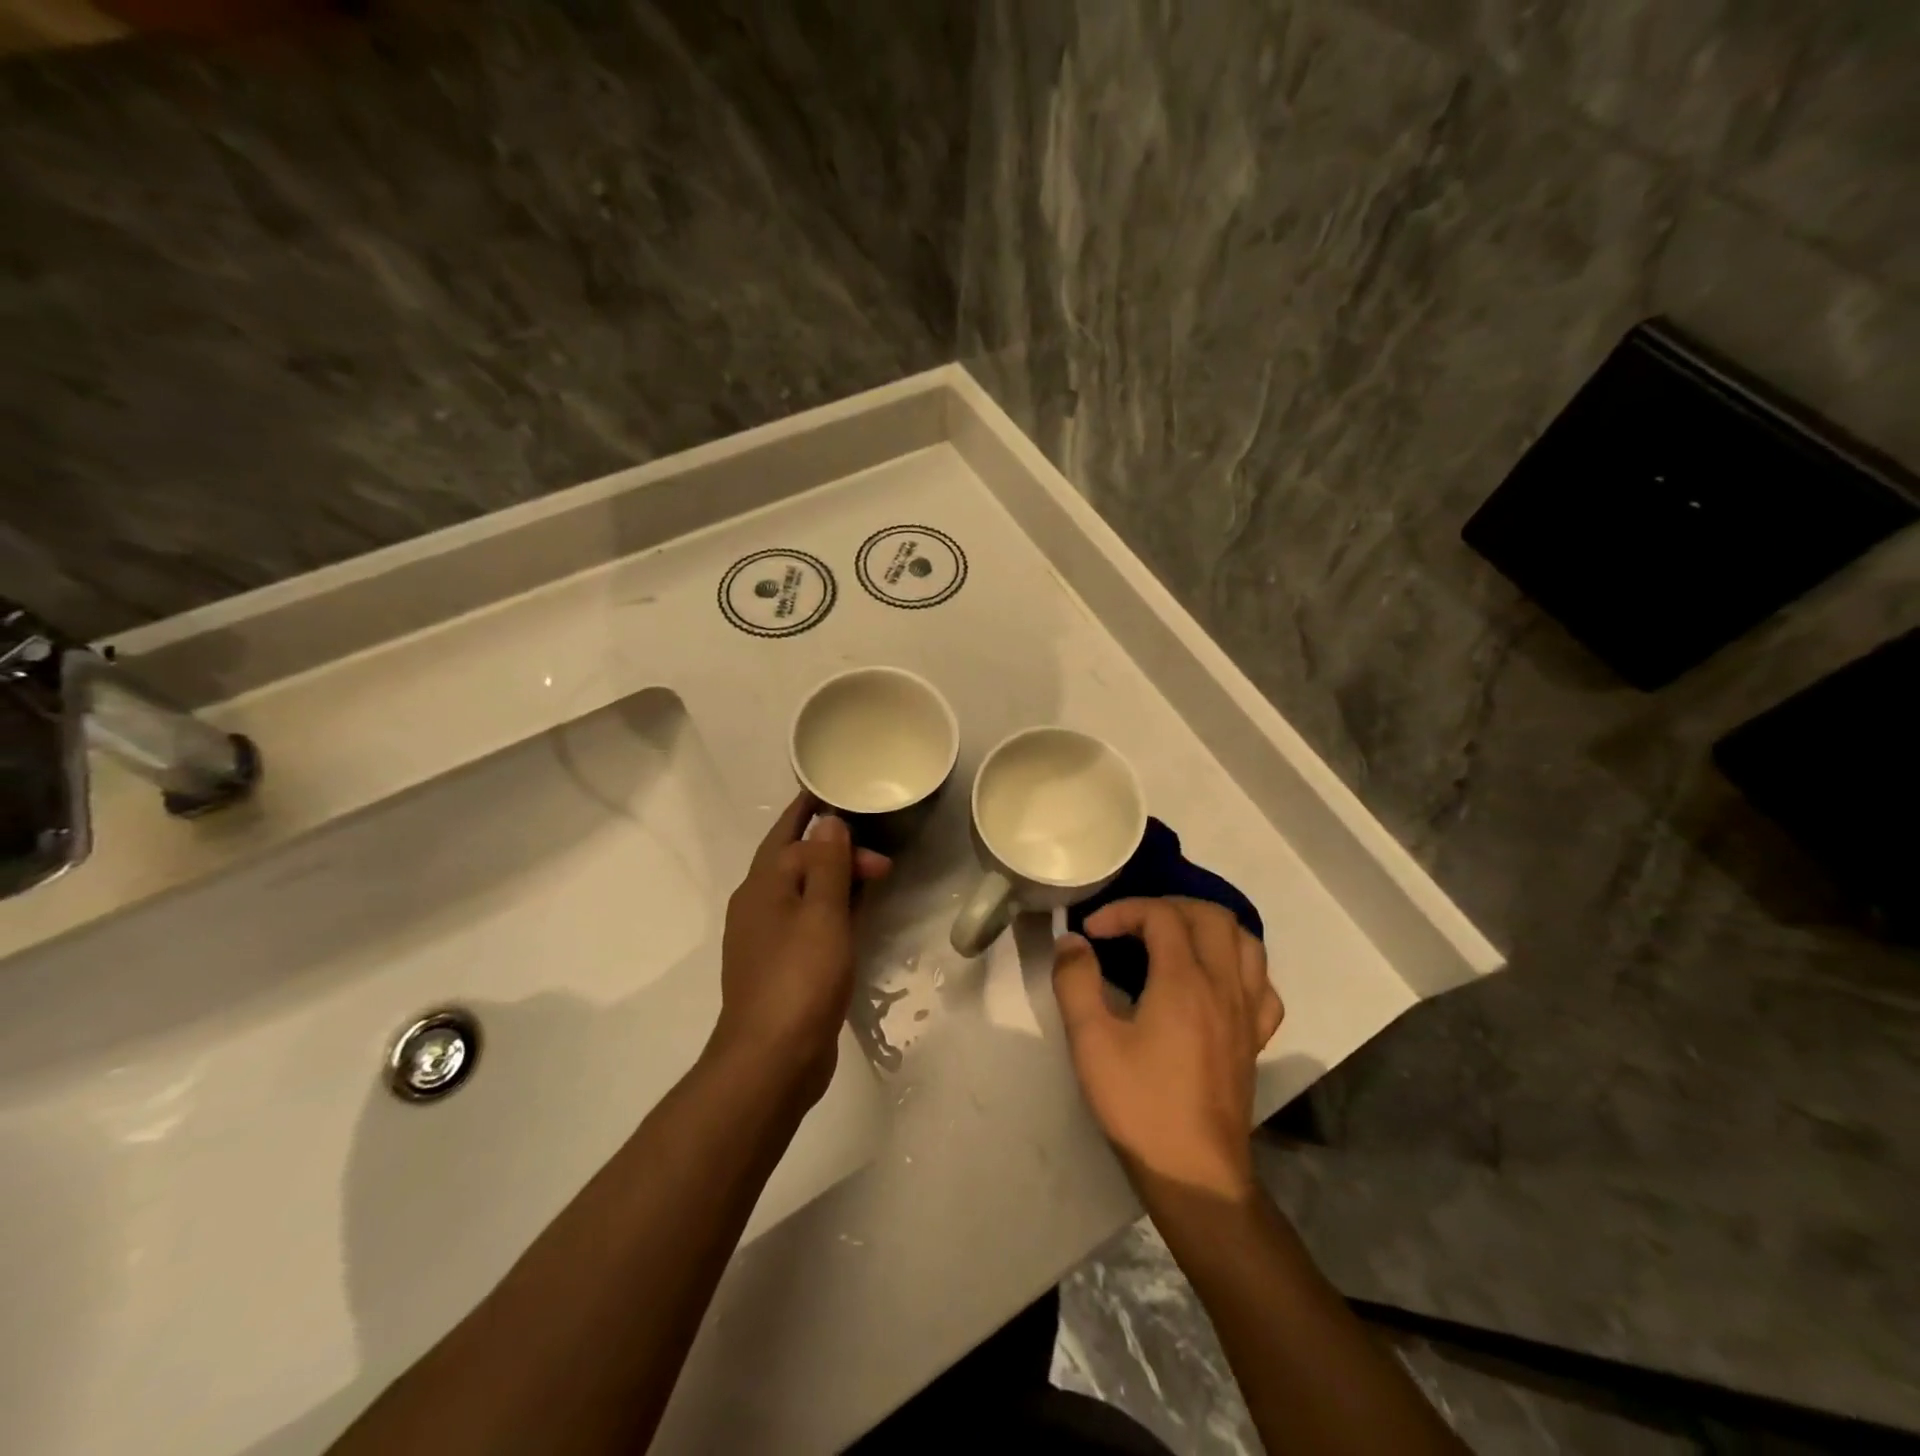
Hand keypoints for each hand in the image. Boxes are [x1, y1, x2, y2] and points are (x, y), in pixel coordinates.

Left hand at [710, 792, 889, 1107]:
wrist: (772, 1061)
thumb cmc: (800, 978)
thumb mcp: (822, 914)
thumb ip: (828, 864)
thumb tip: (827, 821)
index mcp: (763, 886)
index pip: (791, 836)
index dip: (816, 816)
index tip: (840, 798)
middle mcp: (758, 907)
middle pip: (796, 862)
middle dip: (836, 852)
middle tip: (881, 859)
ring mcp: (766, 940)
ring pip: (803, 893)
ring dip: (835, 880)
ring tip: (872, 876)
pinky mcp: (780, 967)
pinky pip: (808, 922)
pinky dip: (832, 910)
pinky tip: (855, 918)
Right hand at [1053, 897, 1282, 1201]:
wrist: (1195, 1173)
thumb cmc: (1140, 1105)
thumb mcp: (1091, 1042)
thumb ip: (1076, 982)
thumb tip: (1072, 941)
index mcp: (1184, 981)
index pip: (1161, 915)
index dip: (1123, 911)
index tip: (1092, 933)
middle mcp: (1223, 985)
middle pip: (1210, 915)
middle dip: (1167, 907)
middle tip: (1133, 925)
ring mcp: (1246, 1012)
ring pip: (1246, 942)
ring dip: (1208, 927)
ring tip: (1174, 940)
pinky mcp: (1255, 1039)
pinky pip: (1261, 983)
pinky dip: (1238, 966)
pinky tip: (1214, 981)